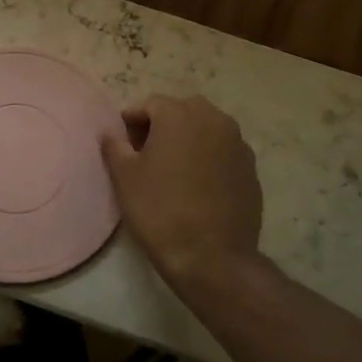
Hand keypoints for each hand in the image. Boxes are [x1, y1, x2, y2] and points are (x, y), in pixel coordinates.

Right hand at [100, 94, 263, 295]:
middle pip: (183, 110)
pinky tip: (197, 183)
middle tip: (147, 151)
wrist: (212, 257)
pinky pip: (224, 150)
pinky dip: (209, 156)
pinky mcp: (251, 168)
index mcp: (179, 115)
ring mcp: (237, 144)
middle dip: (164, 124)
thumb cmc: (160, 210)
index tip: (123, 142)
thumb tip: (111, 132)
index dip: (133, 120)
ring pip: (207, 128)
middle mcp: (213, 120)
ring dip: (189, 138)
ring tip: (173, 167)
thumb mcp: (124, 177)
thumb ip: (114, 146)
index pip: (151, 104)